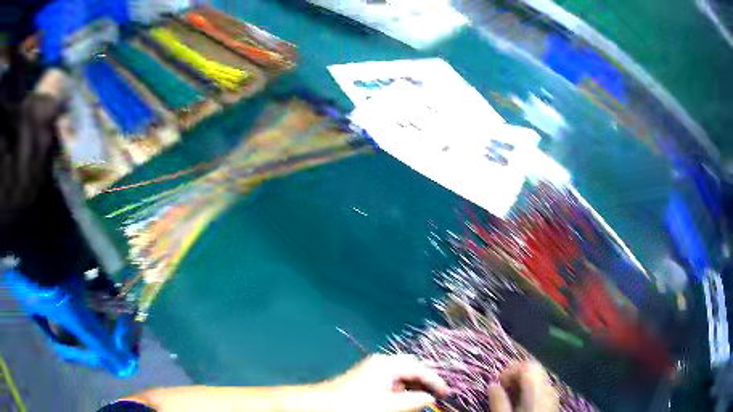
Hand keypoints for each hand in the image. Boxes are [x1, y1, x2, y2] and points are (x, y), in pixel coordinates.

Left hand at [324, 354, 448, 411]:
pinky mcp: (369, 379)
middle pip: (412, 368)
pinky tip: (407, 399)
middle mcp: (382, 362)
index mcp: (387, 364)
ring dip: (415, 386)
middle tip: (438, 393)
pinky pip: (393, 382)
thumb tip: (430, 398)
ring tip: (424, 398)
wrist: (323, 405)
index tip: (447, 393)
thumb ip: (414, 401)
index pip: (419, 369)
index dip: (436, 381)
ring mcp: (374, 370)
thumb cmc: (356, 404)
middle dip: (426, 380)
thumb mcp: (389, 405)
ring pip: (403, 375)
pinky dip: (404, 389)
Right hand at [487, 361, 558, 411]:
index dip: (511, 369)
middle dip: (516, 374)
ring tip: (509, 396)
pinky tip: (520, 402)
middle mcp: (548, 389)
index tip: (497, 383)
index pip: (528, 366)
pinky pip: (542, 388)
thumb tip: (492, 384)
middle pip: (535, 369)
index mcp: (537, 391)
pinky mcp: (553, 403)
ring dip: (522, 382)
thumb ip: (498, 401)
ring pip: (539, 378)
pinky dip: (530, 389)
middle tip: (501, 388)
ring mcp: (553, 395)